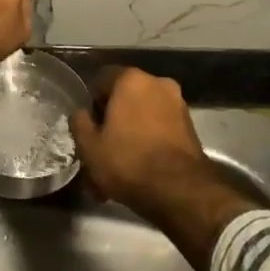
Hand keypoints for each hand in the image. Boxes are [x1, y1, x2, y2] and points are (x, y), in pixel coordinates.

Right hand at [68, 68, 209, 216]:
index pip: (102, 79)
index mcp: (131, 79)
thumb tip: (80, 113)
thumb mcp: (90, 147)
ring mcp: (177, 104)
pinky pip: (159, 129)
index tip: (88, 125)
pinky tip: (138, 169)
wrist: (180, 191)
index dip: (91, 102)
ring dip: (130, 135)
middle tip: (101, 147)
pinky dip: (148, 143)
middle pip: (125, 98)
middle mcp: (157, 83)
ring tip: (119, 165)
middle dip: (113, 121)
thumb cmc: (128, 161)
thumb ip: (79, 123)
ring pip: (143, 116)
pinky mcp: (190, 127)